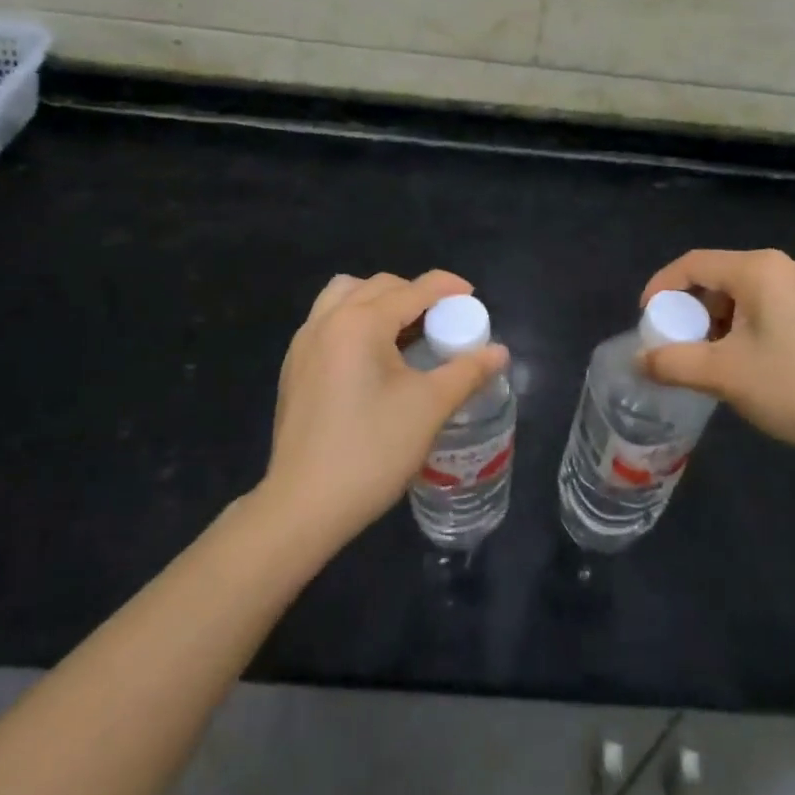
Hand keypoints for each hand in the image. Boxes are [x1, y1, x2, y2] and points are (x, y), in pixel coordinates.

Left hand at [258, 269, 508, 552]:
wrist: (303, 507)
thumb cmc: (372, 450)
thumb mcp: (430, 407)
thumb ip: (467, 371)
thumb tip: (500, 352)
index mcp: (360, 323)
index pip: (413, 290)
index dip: (448, 288)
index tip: (474, 298)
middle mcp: (327, 321)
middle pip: (379, 286)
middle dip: (415, 295)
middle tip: (443, 322)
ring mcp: (304, 344)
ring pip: (345, 297)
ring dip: (379, 302)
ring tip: (405, 333)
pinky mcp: (294, 368)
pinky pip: (328, 322)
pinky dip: (355, 322)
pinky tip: (373, 360)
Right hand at [640, 249, 794, 463]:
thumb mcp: (726, 376)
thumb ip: (674, 363)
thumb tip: (639, 359)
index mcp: (758, 269)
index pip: (692, 264)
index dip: (659, 288)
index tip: (645, 322)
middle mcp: (783, 267)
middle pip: (717, 278)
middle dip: (689, 311)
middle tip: (676, 347)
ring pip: (742, 295)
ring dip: (716, 323)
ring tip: (709, 362)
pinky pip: (766, 307)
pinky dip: (743, 328)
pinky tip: (746, 363)